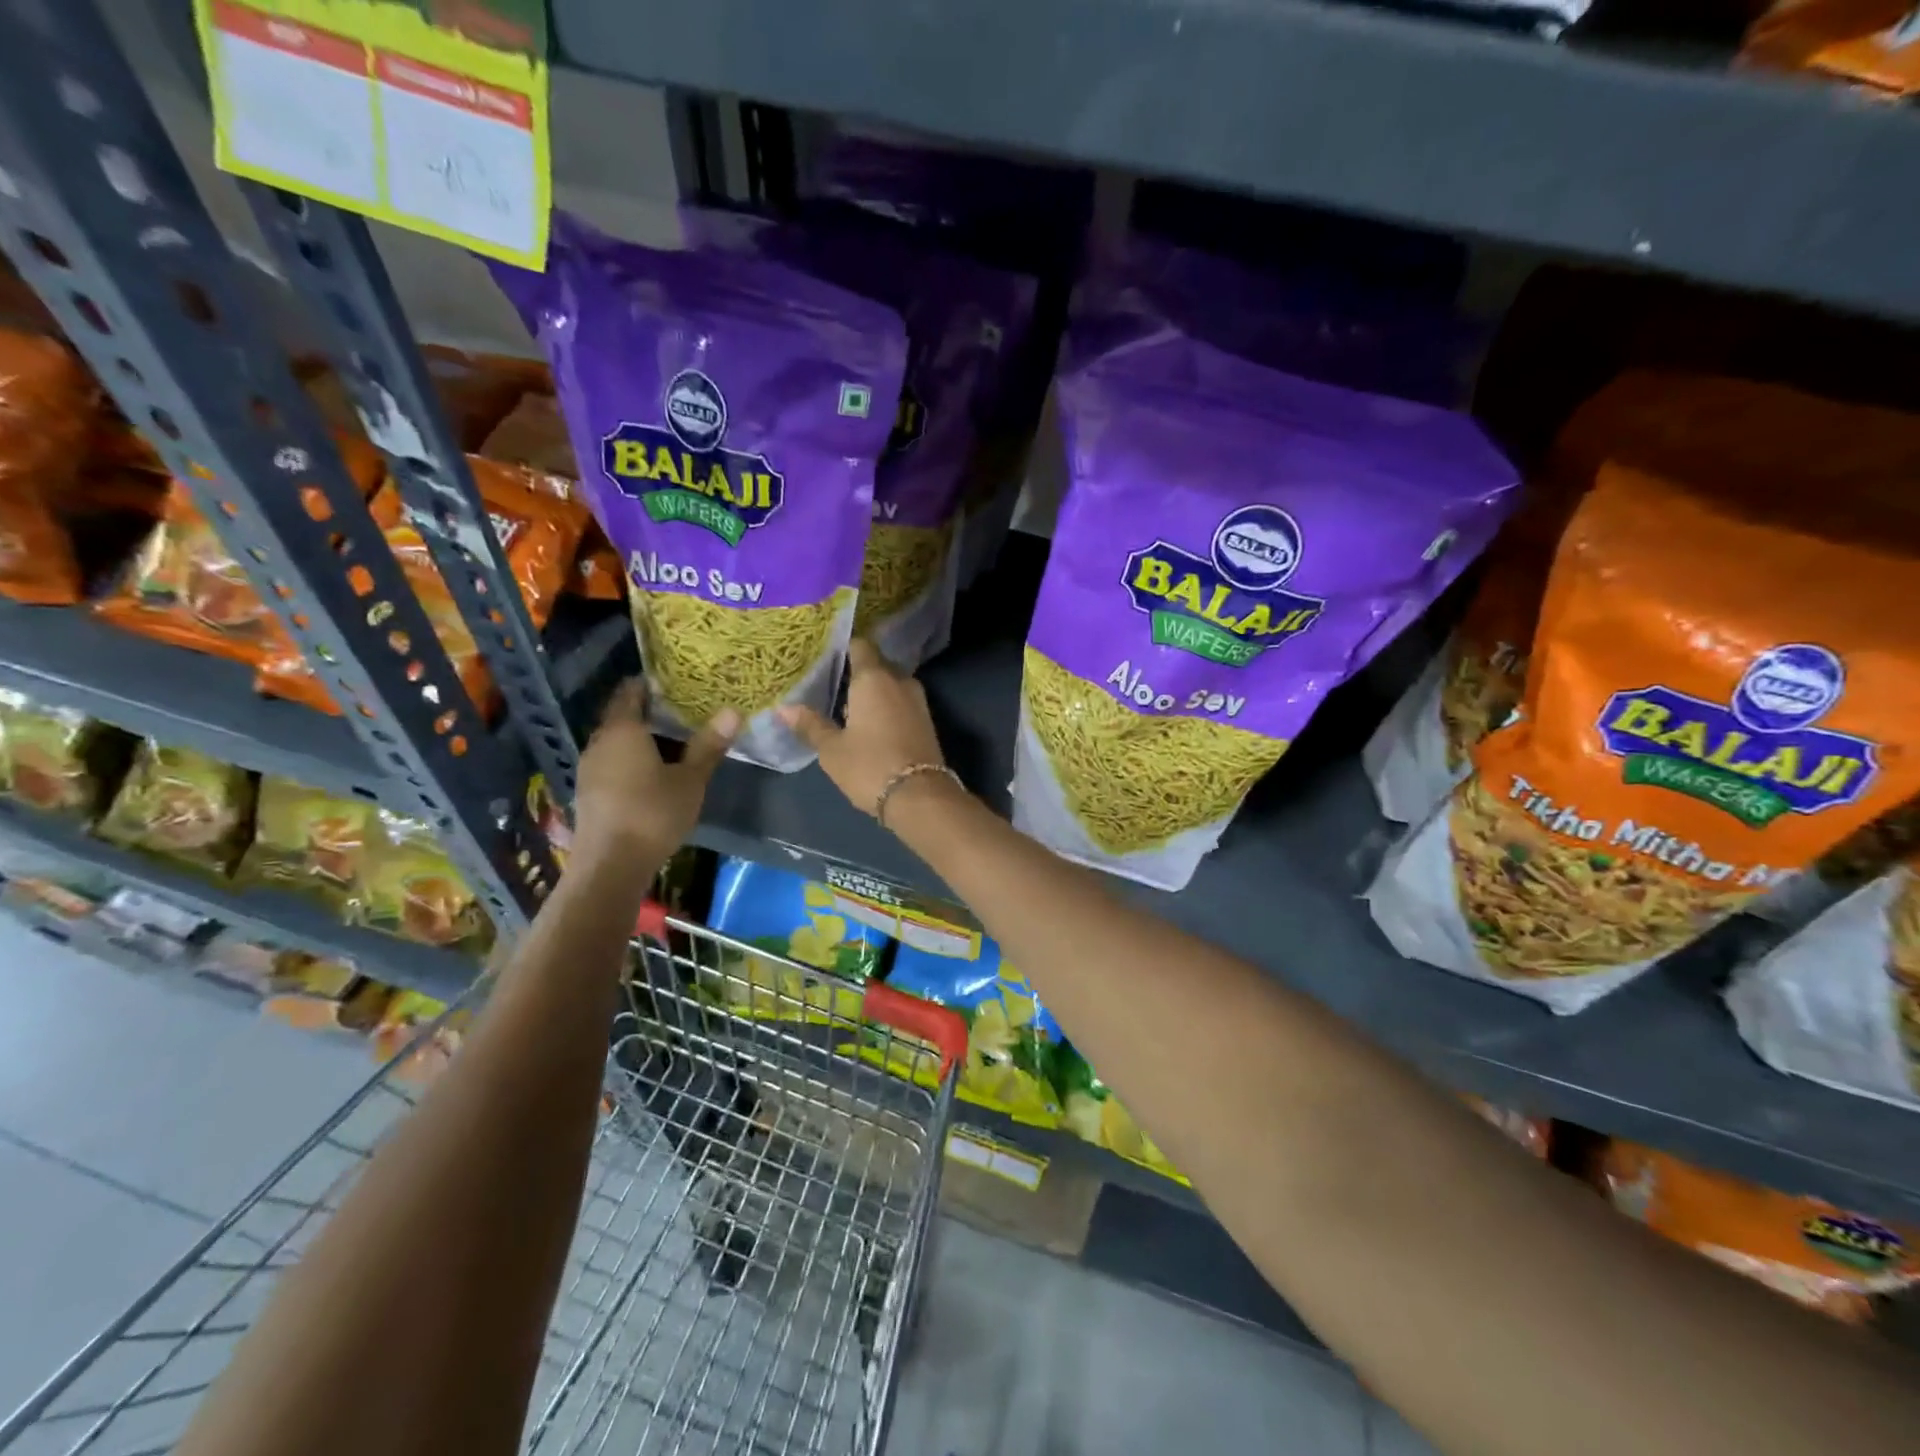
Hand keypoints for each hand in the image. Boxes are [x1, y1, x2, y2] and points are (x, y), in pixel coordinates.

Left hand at [572, 680, 736, 862]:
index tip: (675, 684)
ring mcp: (589, 768)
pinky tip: (651, 774)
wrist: (610, 865)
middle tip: (683, 712)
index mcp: (623, 730)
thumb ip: (708, 745)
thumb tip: (733, 710)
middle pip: (622, 716)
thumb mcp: (691, 780)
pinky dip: (630, 760)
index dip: (650, 684)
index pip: (630, 692)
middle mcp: (599, 742)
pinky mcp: (588, 792)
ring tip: (672, 742)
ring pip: (616, 742)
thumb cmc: (653, 814)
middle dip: (649, 712)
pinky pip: (611, 763)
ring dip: (640, 739)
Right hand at [778, 639, 945, 817]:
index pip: (860, 645)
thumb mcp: (832, 749)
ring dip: (873, 692)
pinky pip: (902, 702)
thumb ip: (810, 725)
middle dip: (858, 672)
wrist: (919, 797)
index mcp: (874, 678)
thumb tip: (783, 708)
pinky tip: (869, 723)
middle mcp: (899, 680)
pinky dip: (887, 706)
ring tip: (847, 705)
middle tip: (831, 683)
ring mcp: (918, 701)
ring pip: (891, 685)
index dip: (844, 647)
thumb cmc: (869, 766)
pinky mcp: (927, 721)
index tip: (826, 654)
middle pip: (877, 664)